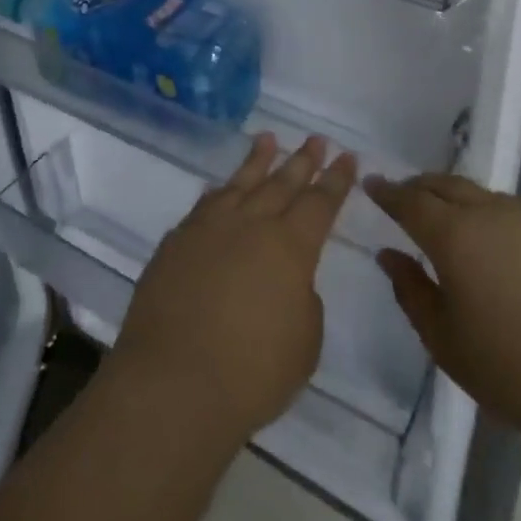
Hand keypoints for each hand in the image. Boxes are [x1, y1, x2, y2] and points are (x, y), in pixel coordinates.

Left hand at [109, 134, 353, 449]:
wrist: (174, 381)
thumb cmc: (252, 372)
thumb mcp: (304, 342)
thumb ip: (302, 300)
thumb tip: (287, 281)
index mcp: (290, 246)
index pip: (320, 203)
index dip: (336, 180)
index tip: (346, 156)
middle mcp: (250, 224)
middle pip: (282, 183)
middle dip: (302, 160)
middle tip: (315, 139)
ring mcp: (208, 228)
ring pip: (239, 183)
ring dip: (257, 160)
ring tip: (267, 139)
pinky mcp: (176, 242)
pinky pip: (204, 206)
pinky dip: (218, 193)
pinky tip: (221, 188)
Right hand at [364, 173, 520, 463]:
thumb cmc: (518, 375)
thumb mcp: (447, 344)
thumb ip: (411, 292)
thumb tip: (390, 255)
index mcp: (455, 236)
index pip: (410, 201)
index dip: (387, 192)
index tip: (371, 183)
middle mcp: (494, 214)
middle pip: (447, 185)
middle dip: (422, 187)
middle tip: (407, 197)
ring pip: (488, 198)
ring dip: (463, 203)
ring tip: (457, 226)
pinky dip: (502, 225)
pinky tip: (511, 259)